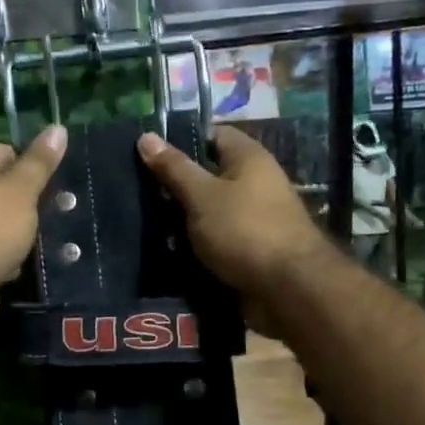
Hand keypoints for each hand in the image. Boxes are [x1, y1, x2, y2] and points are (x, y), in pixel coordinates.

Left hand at [0, 126, 66, 337]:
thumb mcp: (21, 190)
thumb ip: (40, 162)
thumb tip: (58, 128)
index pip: (5, 152)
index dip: (31, 171)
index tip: (51, 191)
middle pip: (2, 190)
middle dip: (27, 207)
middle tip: (53, 218)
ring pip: (0, 224)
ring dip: (19, 236)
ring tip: (38, 246)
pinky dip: (5, 259)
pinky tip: (18, 267)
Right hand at [136, 126, 327, 330]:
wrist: (287, 289)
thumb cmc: (244, 230)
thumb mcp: (202, 195)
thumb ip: (174, 168)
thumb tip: (146, 137)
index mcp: (249, 158)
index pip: (213, 135)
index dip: (182, 140)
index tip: (148, 153)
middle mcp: (255, 183)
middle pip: (209, 174)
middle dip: (176, 183)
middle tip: (137, 190)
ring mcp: (254, 217)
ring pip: (209, 210)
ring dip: (182, 218)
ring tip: (144, 221)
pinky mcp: (250, 249)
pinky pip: (216, 238)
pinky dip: (195, 243)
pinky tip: (167, 249)